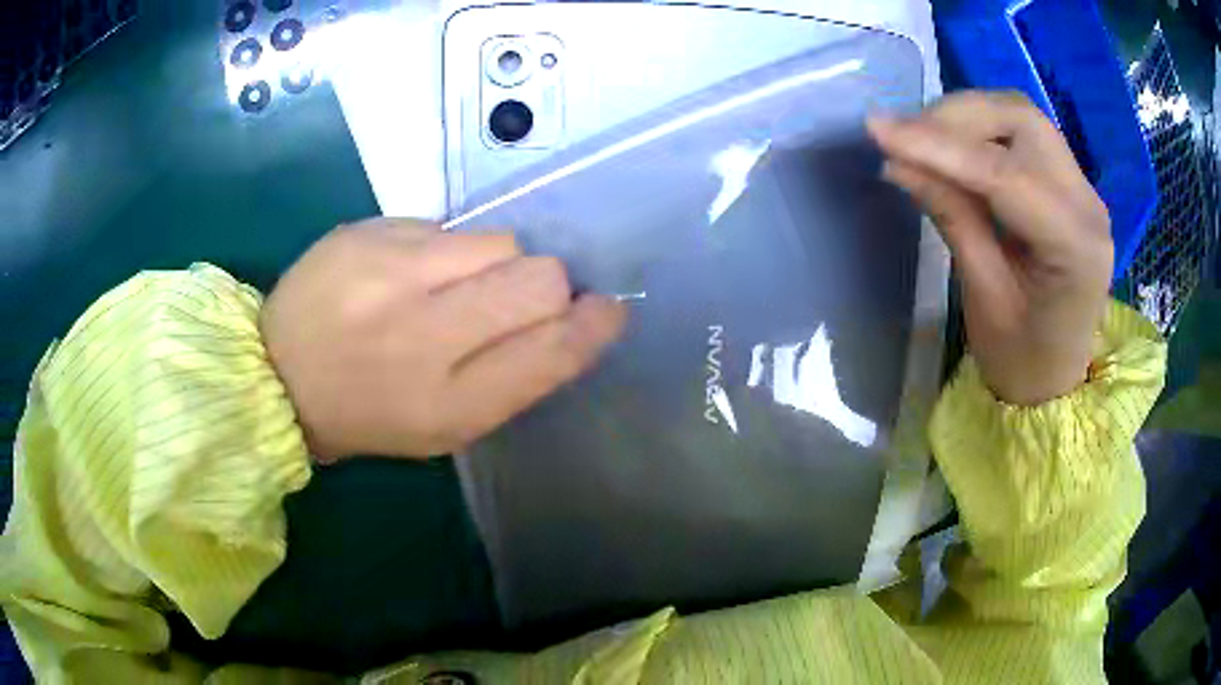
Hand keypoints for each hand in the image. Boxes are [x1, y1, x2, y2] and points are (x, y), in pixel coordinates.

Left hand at [260, 218, 627, 460]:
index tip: (606, 309)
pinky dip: (445, 250)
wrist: (277, 373)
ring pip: (500, 241)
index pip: (552, 350)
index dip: (592, 326)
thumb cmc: (370, 413)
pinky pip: (446, 227)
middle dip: (546, 287)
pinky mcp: (367, 231)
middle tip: (513, 301)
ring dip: (494, 264)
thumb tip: (575, 316)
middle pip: (538, 278)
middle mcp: (421, 334)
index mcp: (446, 404)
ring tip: (451, 286)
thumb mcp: (446, 424)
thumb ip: (515, 375)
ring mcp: (389, 272)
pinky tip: (408, 273)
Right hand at [868, 91, 1112, 405]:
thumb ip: (951, 217)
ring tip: (924, 141)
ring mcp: (1082, 188)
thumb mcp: (983, 298)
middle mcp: (1088, 203)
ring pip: (1019, 116)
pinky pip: (1022, 135)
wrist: (1057, 379)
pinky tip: (952, 149)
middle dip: (955, 117)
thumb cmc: (1021, 359)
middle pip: (1019, 120)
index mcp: (1076, 248)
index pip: (1004, 173)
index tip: (878, 131)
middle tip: (904, 136)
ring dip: (967, 117)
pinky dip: (981, 130)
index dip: (938, 146)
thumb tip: (897, 161)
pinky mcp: (1070, 183)